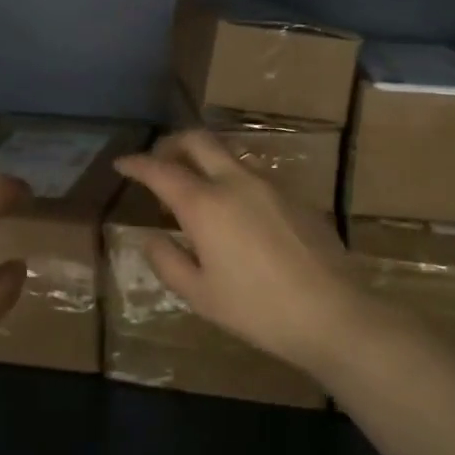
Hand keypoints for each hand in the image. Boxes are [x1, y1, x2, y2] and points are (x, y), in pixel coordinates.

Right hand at [114, 131, 378, 382]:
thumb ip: (167, 261)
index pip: (161, 170)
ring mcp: (270, 185)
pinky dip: (231, 180)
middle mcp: (236, 182)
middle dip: (172, 143)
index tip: (122, 164)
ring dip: (204, 160)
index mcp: (205, 204)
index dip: (137, 164)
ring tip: (195, 191)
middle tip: (158, 161)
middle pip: (199, 141)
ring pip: (228, 155)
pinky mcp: (295, 197)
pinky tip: (235, 213)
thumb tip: (151, 237)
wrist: (332, 313)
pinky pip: (253, 176)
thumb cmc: (256, 309)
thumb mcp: (199, 294)